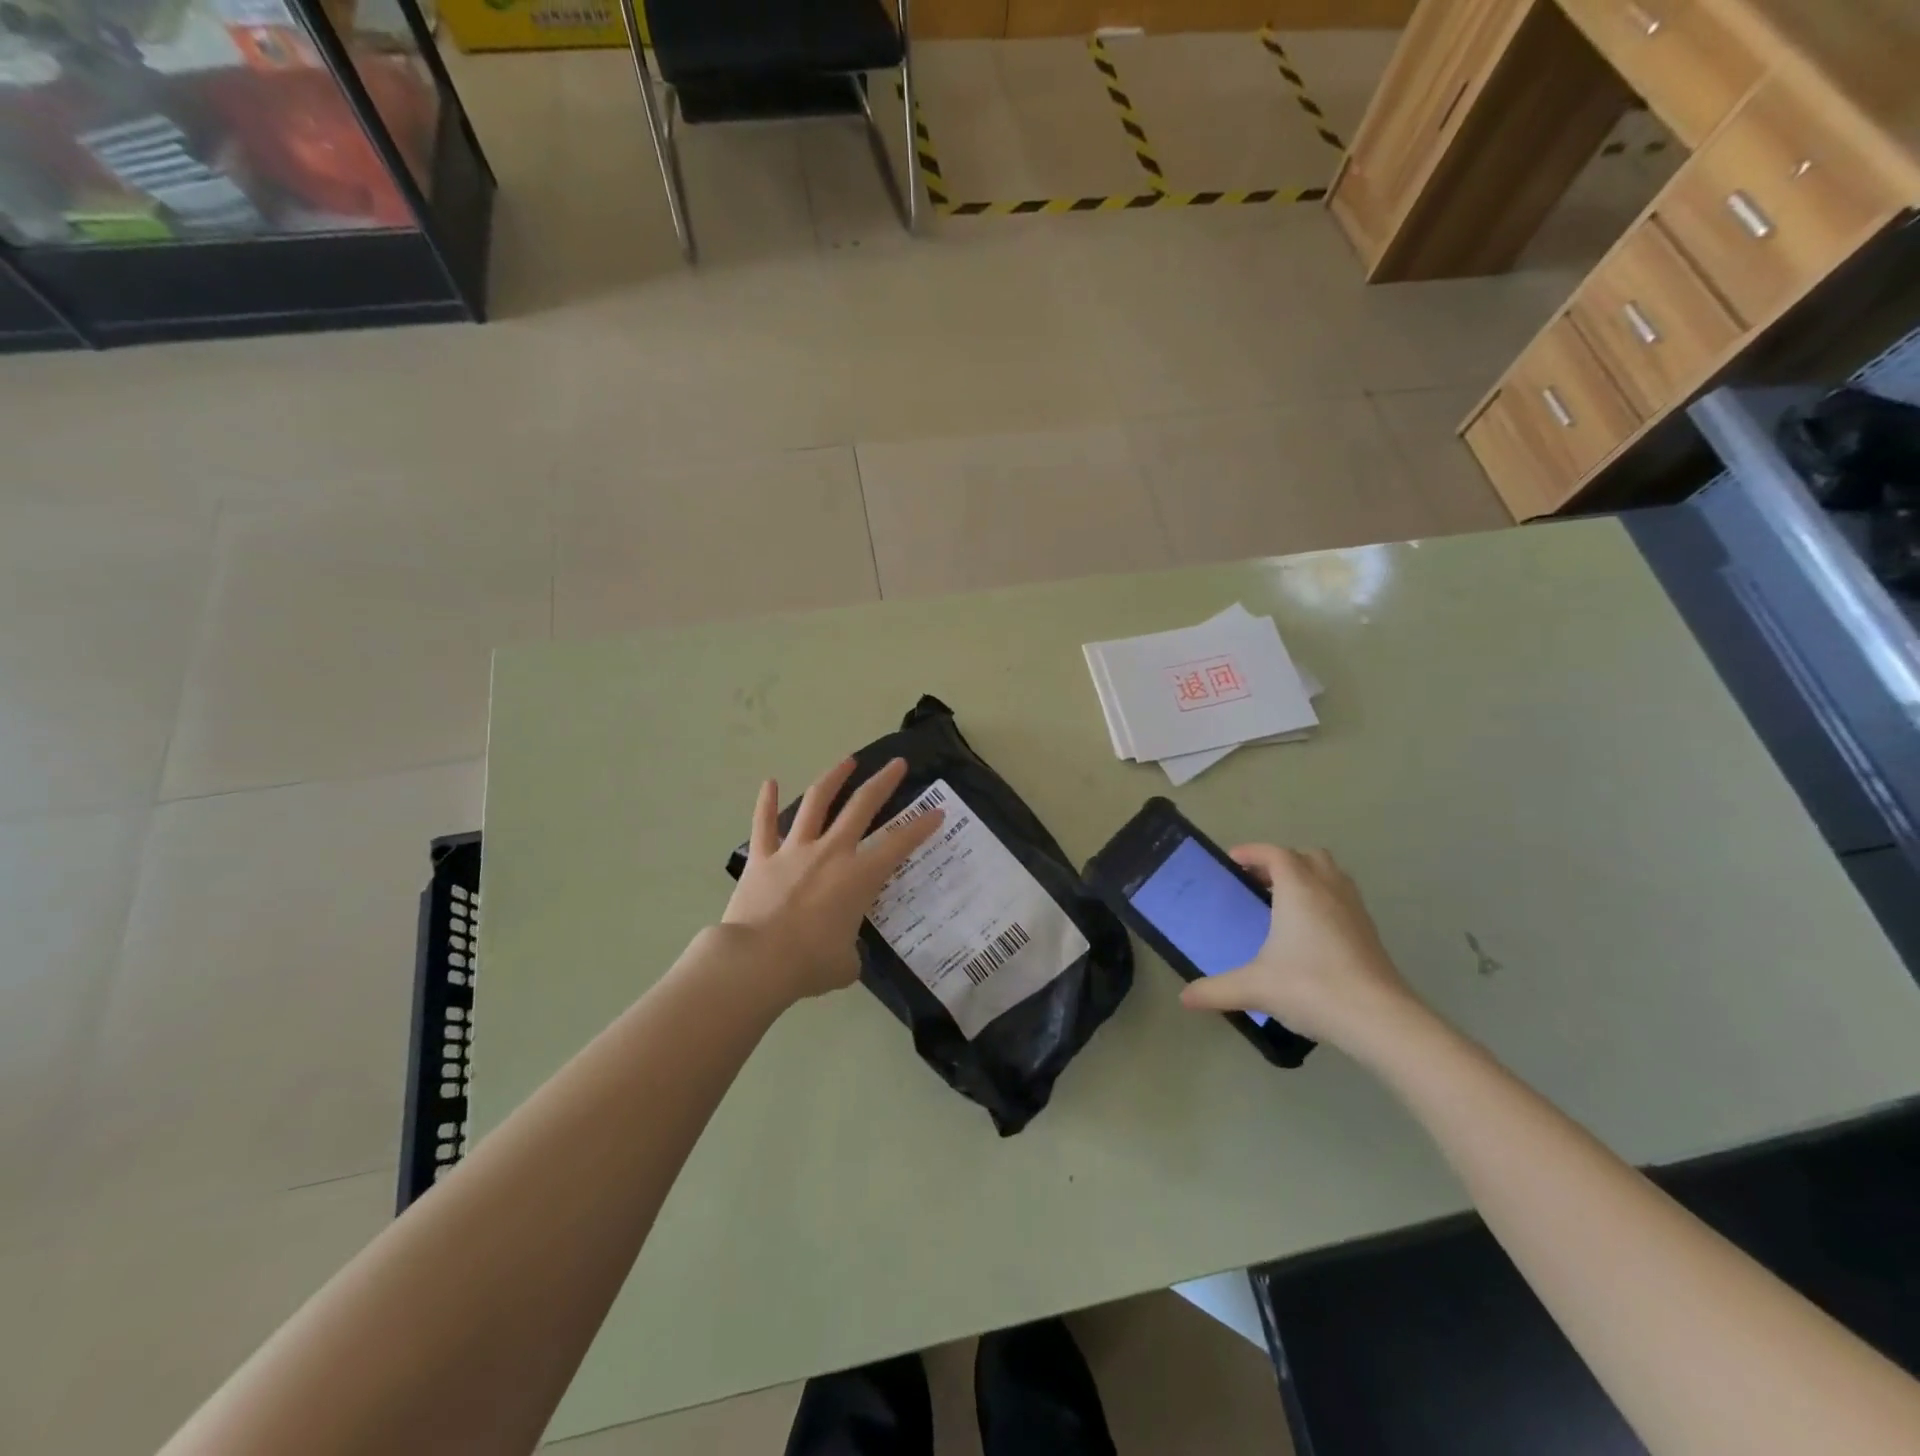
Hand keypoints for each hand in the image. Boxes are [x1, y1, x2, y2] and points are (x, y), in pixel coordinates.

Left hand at [722, 757, 942, 1001]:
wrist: (756, 961)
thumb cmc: (809, 964)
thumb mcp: (845, 964)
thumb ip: (850, 952)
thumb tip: (844, 954)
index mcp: (859, 877)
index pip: (899, 844)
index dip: (921, 826)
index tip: (937, 812)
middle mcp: (831, 852)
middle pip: (861, 806)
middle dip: (883, 782)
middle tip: (897, 764)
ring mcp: (794, 851)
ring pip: (816, 803)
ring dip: (834, 778)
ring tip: (848, 760)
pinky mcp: (761, 858)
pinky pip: (763, 824)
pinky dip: (766, 802)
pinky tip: (770, 782)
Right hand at [1178, 845, 1427, 1052]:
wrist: (1379, 1019)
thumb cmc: (1311, 987)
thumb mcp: (1255, 988)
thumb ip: (1216, 989)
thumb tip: (1185, 998)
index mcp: (1299, 889)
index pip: (1275, 853)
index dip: (1252, 852)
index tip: (1231, 862)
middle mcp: (1329, 889)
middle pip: (1307, 856)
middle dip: (1282, 862)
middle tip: (1258, 883)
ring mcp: (1354, 909)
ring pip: (1331, 875)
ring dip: (1307, 878)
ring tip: (1283, 904)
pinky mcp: (1370, 932)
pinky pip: (1343, 899)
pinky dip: (1324, 901)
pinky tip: (1309, 934)